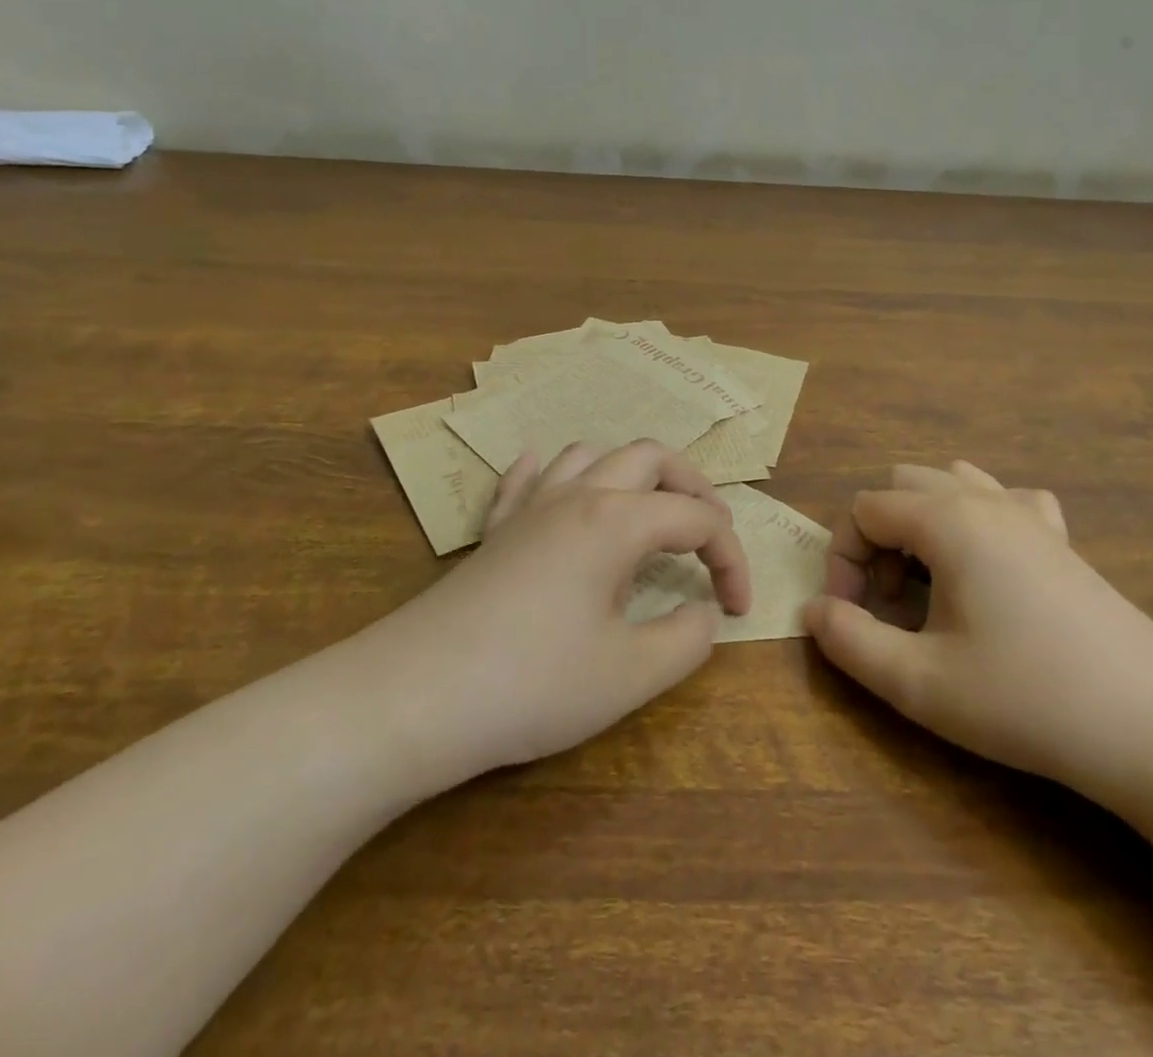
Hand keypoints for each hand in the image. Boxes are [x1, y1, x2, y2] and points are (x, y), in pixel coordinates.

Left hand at [369, 439, 750, 789]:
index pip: (698, 519)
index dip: (732, 559)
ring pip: (589, 455)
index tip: (738, 610)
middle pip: (650, 457)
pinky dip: (550, 472)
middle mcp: (577, 496)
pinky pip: (525, 480)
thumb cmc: (531, 684)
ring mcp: (529, 508)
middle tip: (712, 534)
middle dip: (694, 487)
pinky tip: (550, 478)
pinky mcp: (494, 532)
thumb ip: (687, 639)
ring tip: (648, 511)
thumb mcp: (630, 674)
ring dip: (631, 473)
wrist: (414, 698)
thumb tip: (704, 614)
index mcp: (617, 521)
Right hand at [802, 461, 1152, 798]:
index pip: (863, 509)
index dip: (843, 561)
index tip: (853, 617)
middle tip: (890, 603)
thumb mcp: (920, 683)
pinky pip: (1007, 500)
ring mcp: (1031, 515)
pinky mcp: (1063, 541)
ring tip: (931, 585)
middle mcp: (986, 501)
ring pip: (952, 483)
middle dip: (879, 538)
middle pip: (902, 486)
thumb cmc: (1027, 699)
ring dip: (923, 525)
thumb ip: (850, 641)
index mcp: (947, 521)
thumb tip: (812, 611)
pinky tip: (991, 566)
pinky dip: (980, 519)